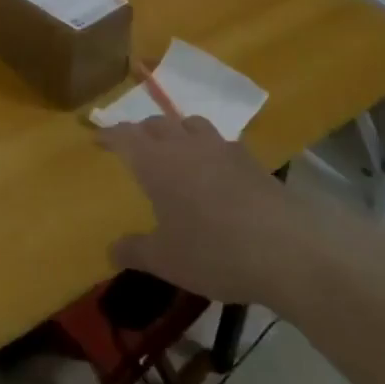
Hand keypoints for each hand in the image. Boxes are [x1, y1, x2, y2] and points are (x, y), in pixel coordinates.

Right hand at [98, 115, 297, 306]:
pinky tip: (216, 171)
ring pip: (192, 124)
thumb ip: (134, 251)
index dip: (109, 135)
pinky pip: (222, 143)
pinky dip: (210, 149)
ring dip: (178, 130)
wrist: (287, 250)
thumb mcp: (165, 260)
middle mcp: (185, 145)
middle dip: (142, 131)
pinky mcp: (251, 161)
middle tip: (135, 145)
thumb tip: (111, 250)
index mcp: (156, 162)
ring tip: (176, 149)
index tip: (97, 138)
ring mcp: (221, 148)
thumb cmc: (213, 251)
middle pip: (157, 123)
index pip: (124, 136)